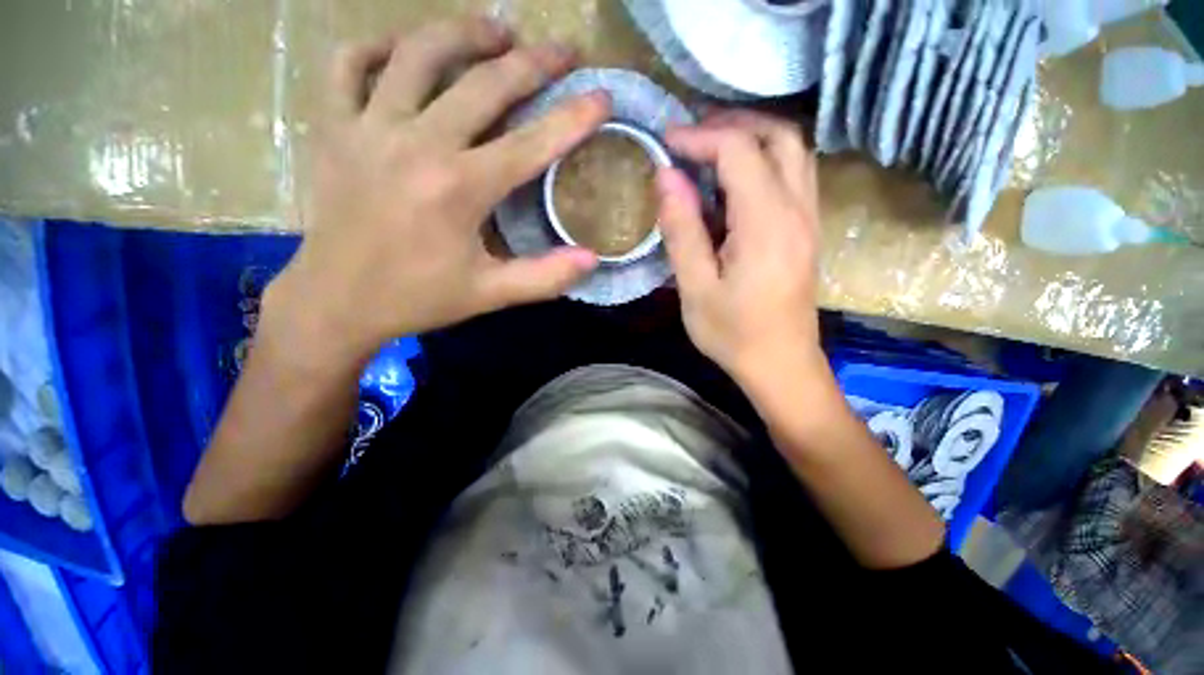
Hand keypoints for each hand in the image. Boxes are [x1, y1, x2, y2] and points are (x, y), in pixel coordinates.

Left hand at [269, 17, 608, 364]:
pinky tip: (406, 50)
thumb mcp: (491, 294)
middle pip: (483, 84)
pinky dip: (380, 46)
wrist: (337, 302)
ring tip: (497, 29)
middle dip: (532, 63)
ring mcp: (369, 128)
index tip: (601, 96)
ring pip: (418, 54)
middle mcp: (417, 144)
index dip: (572, 119)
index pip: (530, 144)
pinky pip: (349, 64)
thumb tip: (592, 259)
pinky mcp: (334, 127)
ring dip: (463, 33)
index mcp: (459, 189)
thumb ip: (545, 277)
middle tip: (563, 49)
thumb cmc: (419, 298)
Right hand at [657, 110, 824, 389]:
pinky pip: (794, 175)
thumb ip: (681, 230)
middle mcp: (798, 210)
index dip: (700, 137)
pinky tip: (735, 181)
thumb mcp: (695, 288)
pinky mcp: (808, 230)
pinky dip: (765, 160)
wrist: (781, 365)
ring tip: (711, 149)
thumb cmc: (733, 334)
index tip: (667, 142)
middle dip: (734, 124)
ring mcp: (809, 219)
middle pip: (780, 136)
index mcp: (767, 225)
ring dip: (754, 137)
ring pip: (793, 151)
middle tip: (693, 135)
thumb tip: (666, 176)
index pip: (739, 152)